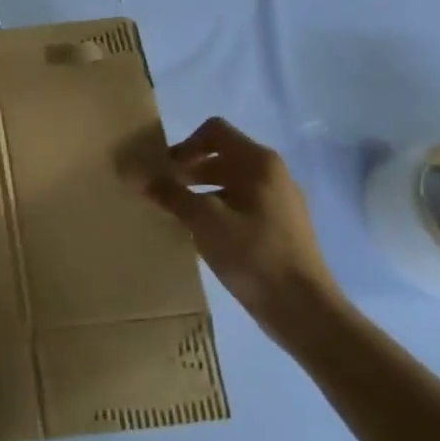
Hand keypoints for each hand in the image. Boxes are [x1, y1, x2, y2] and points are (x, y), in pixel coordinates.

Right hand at [138, 117, 341, 343]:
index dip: (184, 145)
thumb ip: (169, 194)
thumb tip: (135, 174)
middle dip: (187, 170)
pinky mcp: (279, 226)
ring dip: (199, 191)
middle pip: (221, 156)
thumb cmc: (254, 255)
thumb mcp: (204, 221)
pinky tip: (202, 234)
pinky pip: (240, 204)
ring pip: (229, 182)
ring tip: (176, 214)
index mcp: (259, 163)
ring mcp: (278, 200)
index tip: (165, 171)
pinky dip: (216, 209)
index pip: (214, 131)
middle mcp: (272, 173)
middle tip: (161, 193)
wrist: (304, 310)